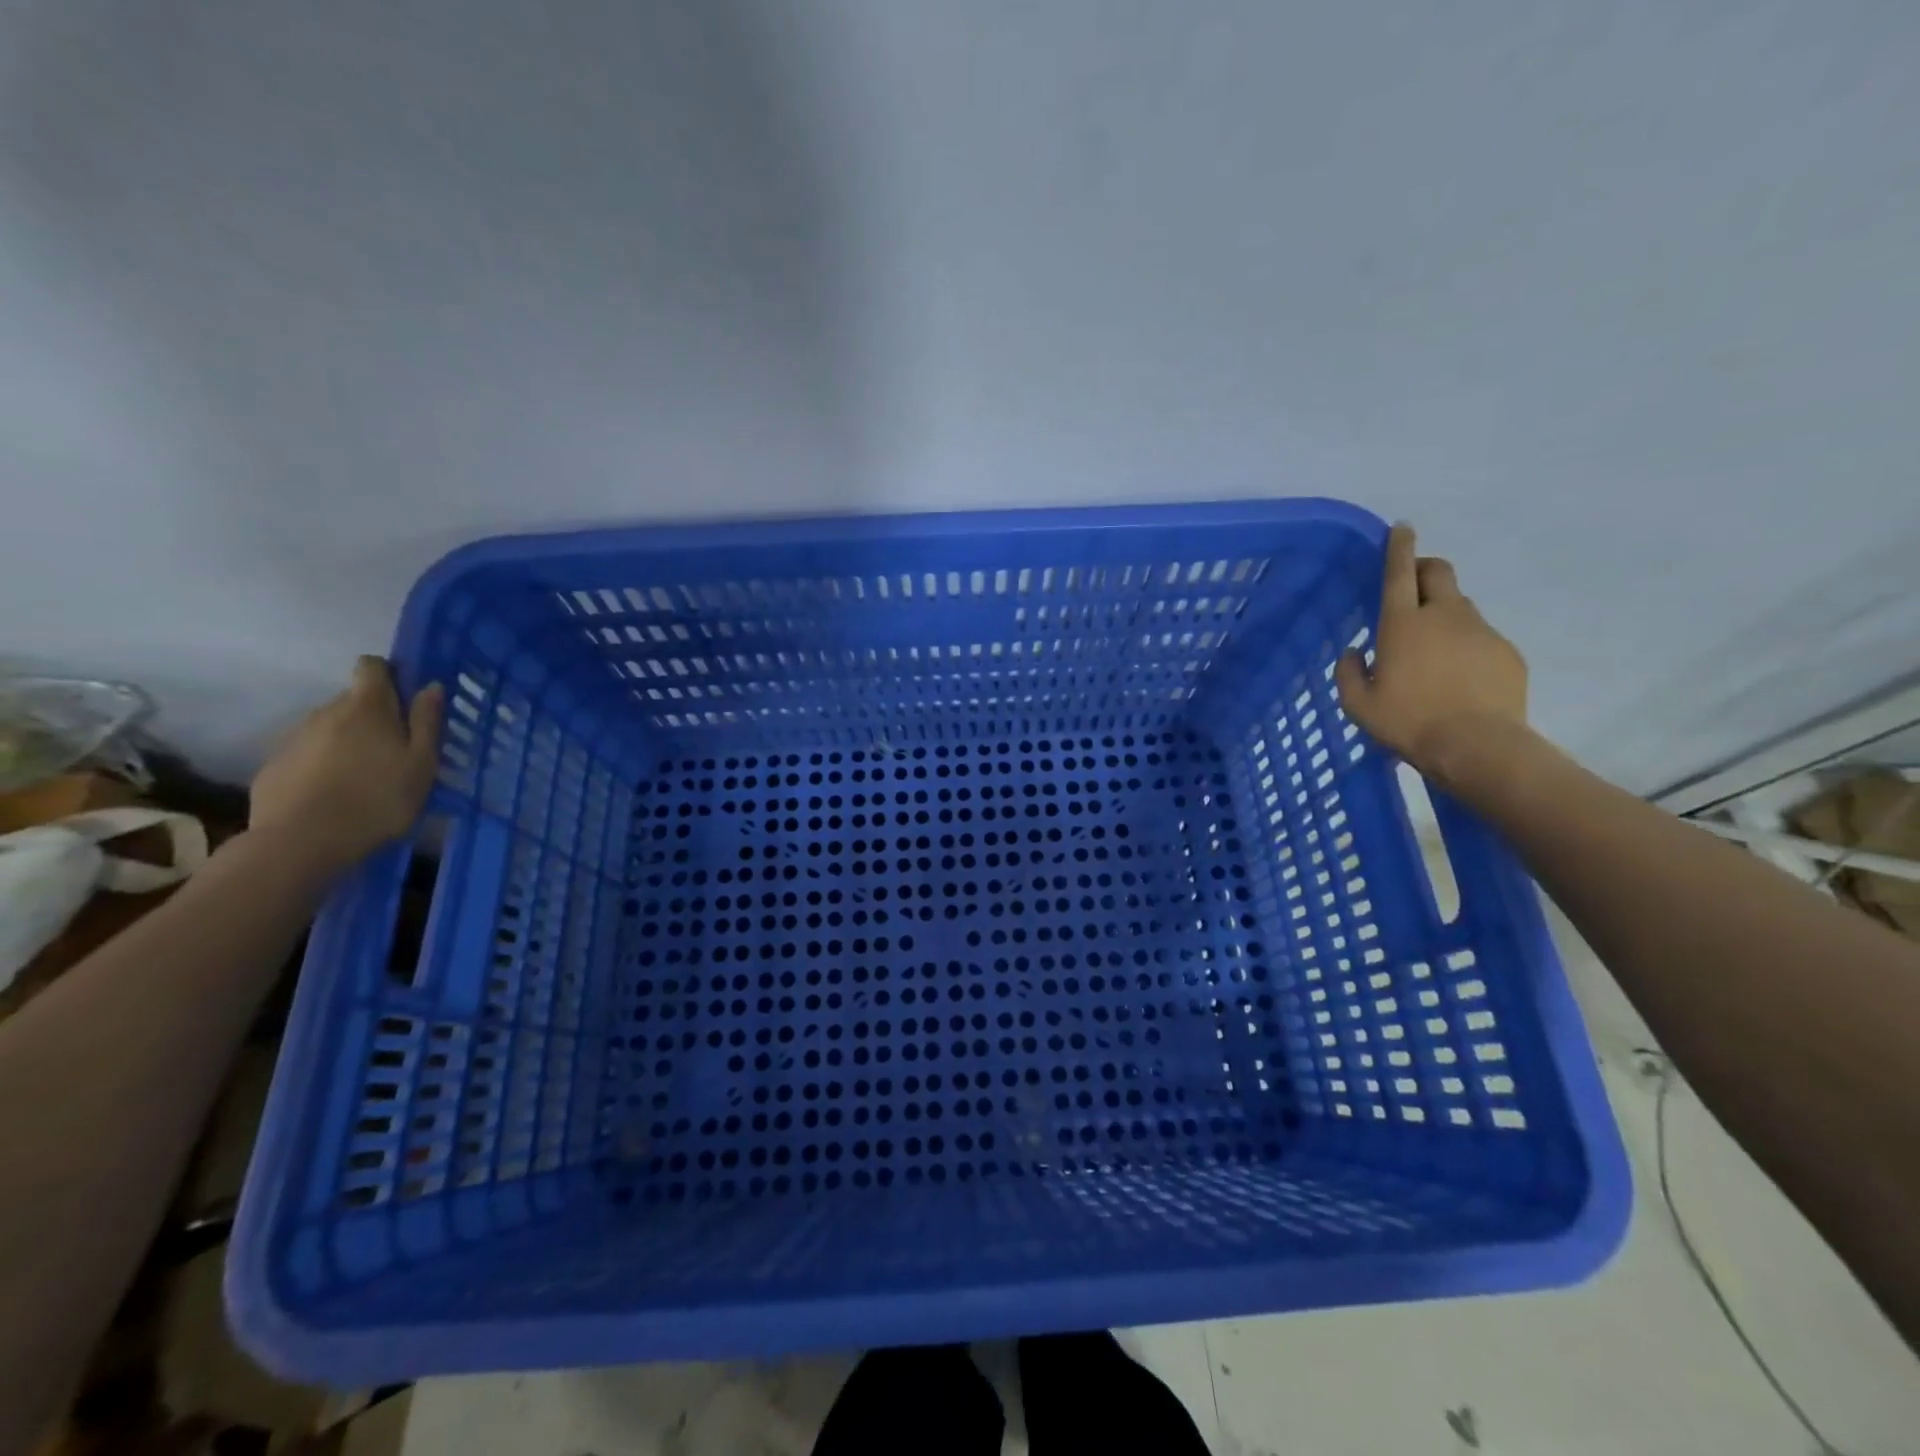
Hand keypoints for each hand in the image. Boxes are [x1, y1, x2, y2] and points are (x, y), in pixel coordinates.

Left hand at [249, 657, 444, 872]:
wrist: (301, 841)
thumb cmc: (378, 798)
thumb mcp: (422, 762)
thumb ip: (427, 721)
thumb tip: (430, 686)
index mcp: (367, 706)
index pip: (371, 666)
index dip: (390, 675)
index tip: (406, 700)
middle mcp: (326, 711)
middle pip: (353, 700)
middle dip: (374, 717)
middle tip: (396, 751)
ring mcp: (295, 737)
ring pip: (330, 728)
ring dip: (349, 742)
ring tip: (365, 778)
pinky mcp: (275, 765)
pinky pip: (308, 754)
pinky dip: (324, 765)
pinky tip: (335, 794)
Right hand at [1335, 524, 1528, 789]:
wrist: (1477, 746)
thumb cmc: (1408, 722)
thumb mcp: (1357, 705)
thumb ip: (1348, 672)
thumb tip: (1352, 651)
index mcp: (1402, 624)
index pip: (1399, 573)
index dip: (1399, 547)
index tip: (1402, 528)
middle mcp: (1444, 616)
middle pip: (1439, 572)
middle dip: (1425, 568)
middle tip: (1412, 583)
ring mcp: (1481, 631)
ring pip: (1461, 605)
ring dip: (1444, 611)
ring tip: (1433, 646)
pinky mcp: (1506, 651)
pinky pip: (1481, 636)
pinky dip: (1466, 644)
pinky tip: (1459, 676)